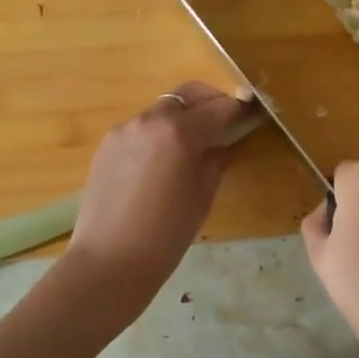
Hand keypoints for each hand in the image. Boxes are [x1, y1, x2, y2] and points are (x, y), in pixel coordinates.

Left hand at [65, 81, 250, 315]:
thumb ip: (215, 161)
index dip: (239, 110)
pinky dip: (158, 132)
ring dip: (182, 117)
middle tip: (224, 122)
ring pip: (163, 109)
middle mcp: (151, 119)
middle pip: (188, 95)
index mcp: (180, 132)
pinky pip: (141, 126)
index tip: (251, 114)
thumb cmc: (166, 235)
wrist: (108, 263)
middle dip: (210, 102)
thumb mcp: (203, 196)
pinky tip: (162, 160)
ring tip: (191, 145)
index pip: (220, 108)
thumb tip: (221, 145)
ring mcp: (125, 129)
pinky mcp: (107, 143)